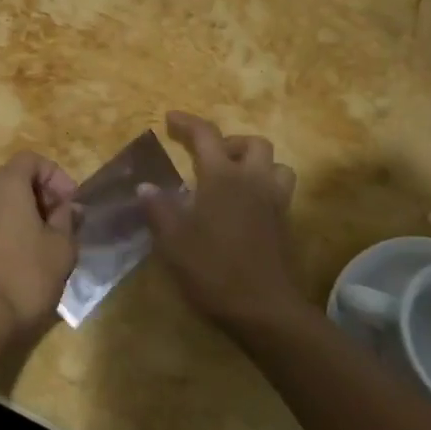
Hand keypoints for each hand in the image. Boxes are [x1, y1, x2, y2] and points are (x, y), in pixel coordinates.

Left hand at [0, 152, 78, 342]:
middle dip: (37, 193)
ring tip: (36, 239)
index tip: (71, 202)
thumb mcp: (62, 247)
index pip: (31, 160)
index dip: (55, 175)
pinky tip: (9, 257)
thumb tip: (67, 208)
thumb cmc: (27, 276)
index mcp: (6, 184)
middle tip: (59, 220)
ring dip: (16, 212)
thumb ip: (67, 219)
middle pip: (11, 179)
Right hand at [142, 111, 303, 337]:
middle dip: (229, 142)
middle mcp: (252, 180)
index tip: (170, 119)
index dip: (187, 123)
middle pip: (252, 143)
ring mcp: (274, 202)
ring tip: (232, 179)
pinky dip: (263, 188)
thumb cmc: (213, 269)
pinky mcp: (285, 225)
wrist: (264, 310)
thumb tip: (145, 186)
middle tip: (207, 158)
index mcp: (222, 177)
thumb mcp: (173, 240)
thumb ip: (158, 208)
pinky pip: (279, 191)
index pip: (206, 135)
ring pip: (275, 165)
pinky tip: (243, 208)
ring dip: (254, 163)